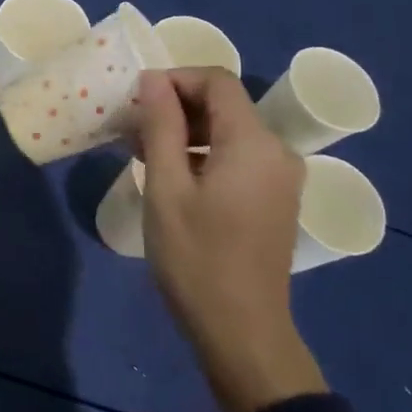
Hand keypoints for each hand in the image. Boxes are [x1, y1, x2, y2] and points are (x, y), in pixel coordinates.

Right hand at [134, 68, 326, 411]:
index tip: (136, 101)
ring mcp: (280, 178)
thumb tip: (153, 79)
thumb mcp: (167, 188)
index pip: (217, 81)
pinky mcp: (275, 200)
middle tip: (131, 130)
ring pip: (229, 132)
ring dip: (185, 133)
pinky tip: (171, 178)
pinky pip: (238, 158)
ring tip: (142, 154)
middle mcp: (277, 151)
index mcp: (254, 142)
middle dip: (175, 107)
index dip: (174, 80)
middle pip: (224, 105)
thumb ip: (161, 126)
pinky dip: (203, 155)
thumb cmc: (197, 258)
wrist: (242, 332)